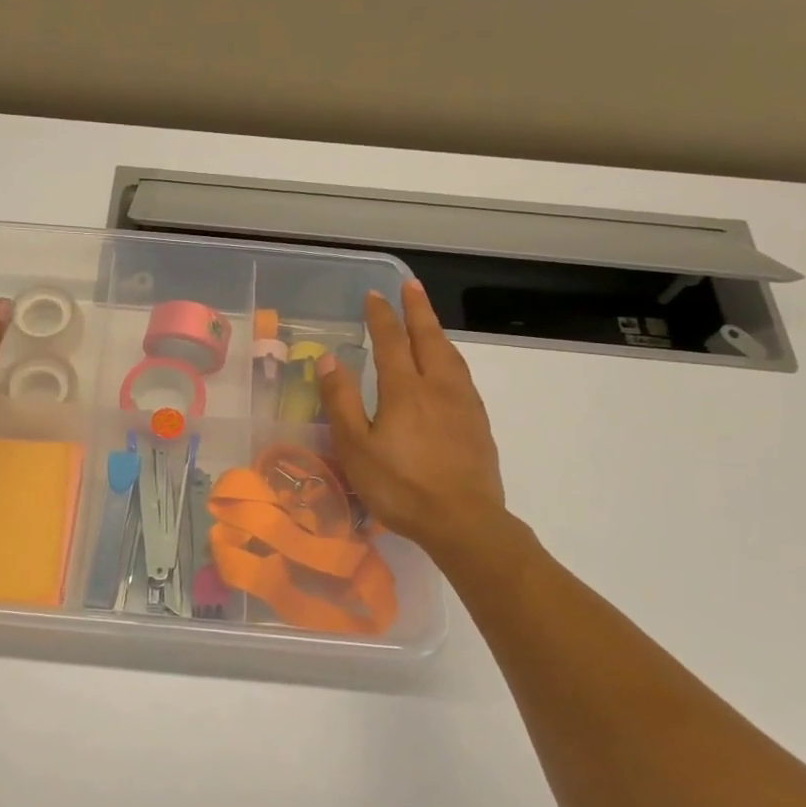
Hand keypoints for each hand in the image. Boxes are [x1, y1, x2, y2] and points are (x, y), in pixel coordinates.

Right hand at [317, 279, 510, 558]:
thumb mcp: (356, 447)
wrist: (462, 520)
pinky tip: (448, 367)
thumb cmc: (399, 486)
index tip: (374, 295)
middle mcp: (437, 386)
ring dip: (436, 331)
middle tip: (410, 286)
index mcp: (404, 389)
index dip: (381, 316)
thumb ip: (340, 400)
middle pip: (428, 338)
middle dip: (417, 309)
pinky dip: (450, 357)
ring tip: (427, 320)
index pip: (391, 341)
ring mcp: (463, 403)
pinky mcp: (477, 422)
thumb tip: (328, 358)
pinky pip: (462, 375)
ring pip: (450, 355)